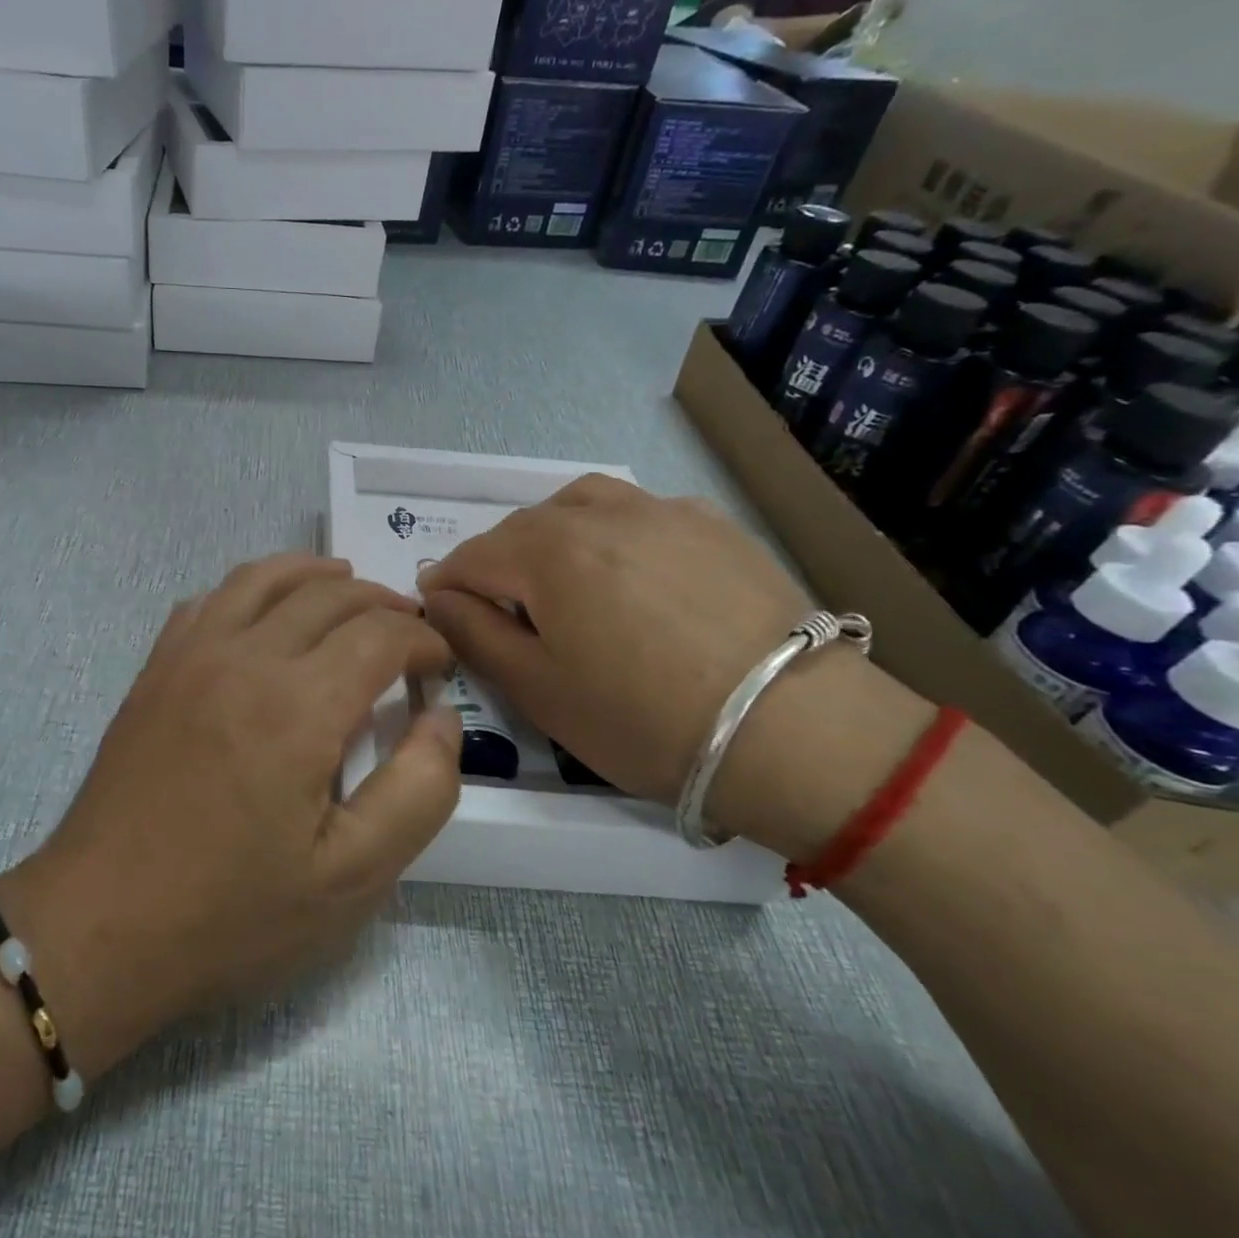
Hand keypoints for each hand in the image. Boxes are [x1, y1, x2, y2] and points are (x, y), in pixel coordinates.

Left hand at [0, 555, 461, 1076]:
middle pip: (327, 594)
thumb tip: (441, 718)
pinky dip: (251, 589)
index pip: (379, 634)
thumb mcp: (353, 877)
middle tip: (407, 629)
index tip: (439, 666)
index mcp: (298, 705)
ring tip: (345, 585)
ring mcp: (190, 655)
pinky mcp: (155, 669)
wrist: (100, 926)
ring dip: (314, 575)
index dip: (422, 641)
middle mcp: (243, 657)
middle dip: (380, 603)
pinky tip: (263, 613)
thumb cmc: (232, 912)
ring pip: (263, 578)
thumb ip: (420, 790)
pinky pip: (209, 600)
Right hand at [417, 477, 930, 856]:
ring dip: (551, 536)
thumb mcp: (538, 690)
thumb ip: (475, 634)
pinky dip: (612, 532)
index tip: (441, 615)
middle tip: (502, 612)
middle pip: (521, 528)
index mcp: (546, 552)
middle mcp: (598, 513)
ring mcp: (661, 511)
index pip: (470, 557)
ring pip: (579, 505)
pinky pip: (639, 512)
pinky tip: (631, 572)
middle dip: (496, 564)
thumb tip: (440, 597)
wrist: (798, 732)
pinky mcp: (712, 524)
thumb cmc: (645, 720)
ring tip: (560, 578)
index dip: (447, 587)